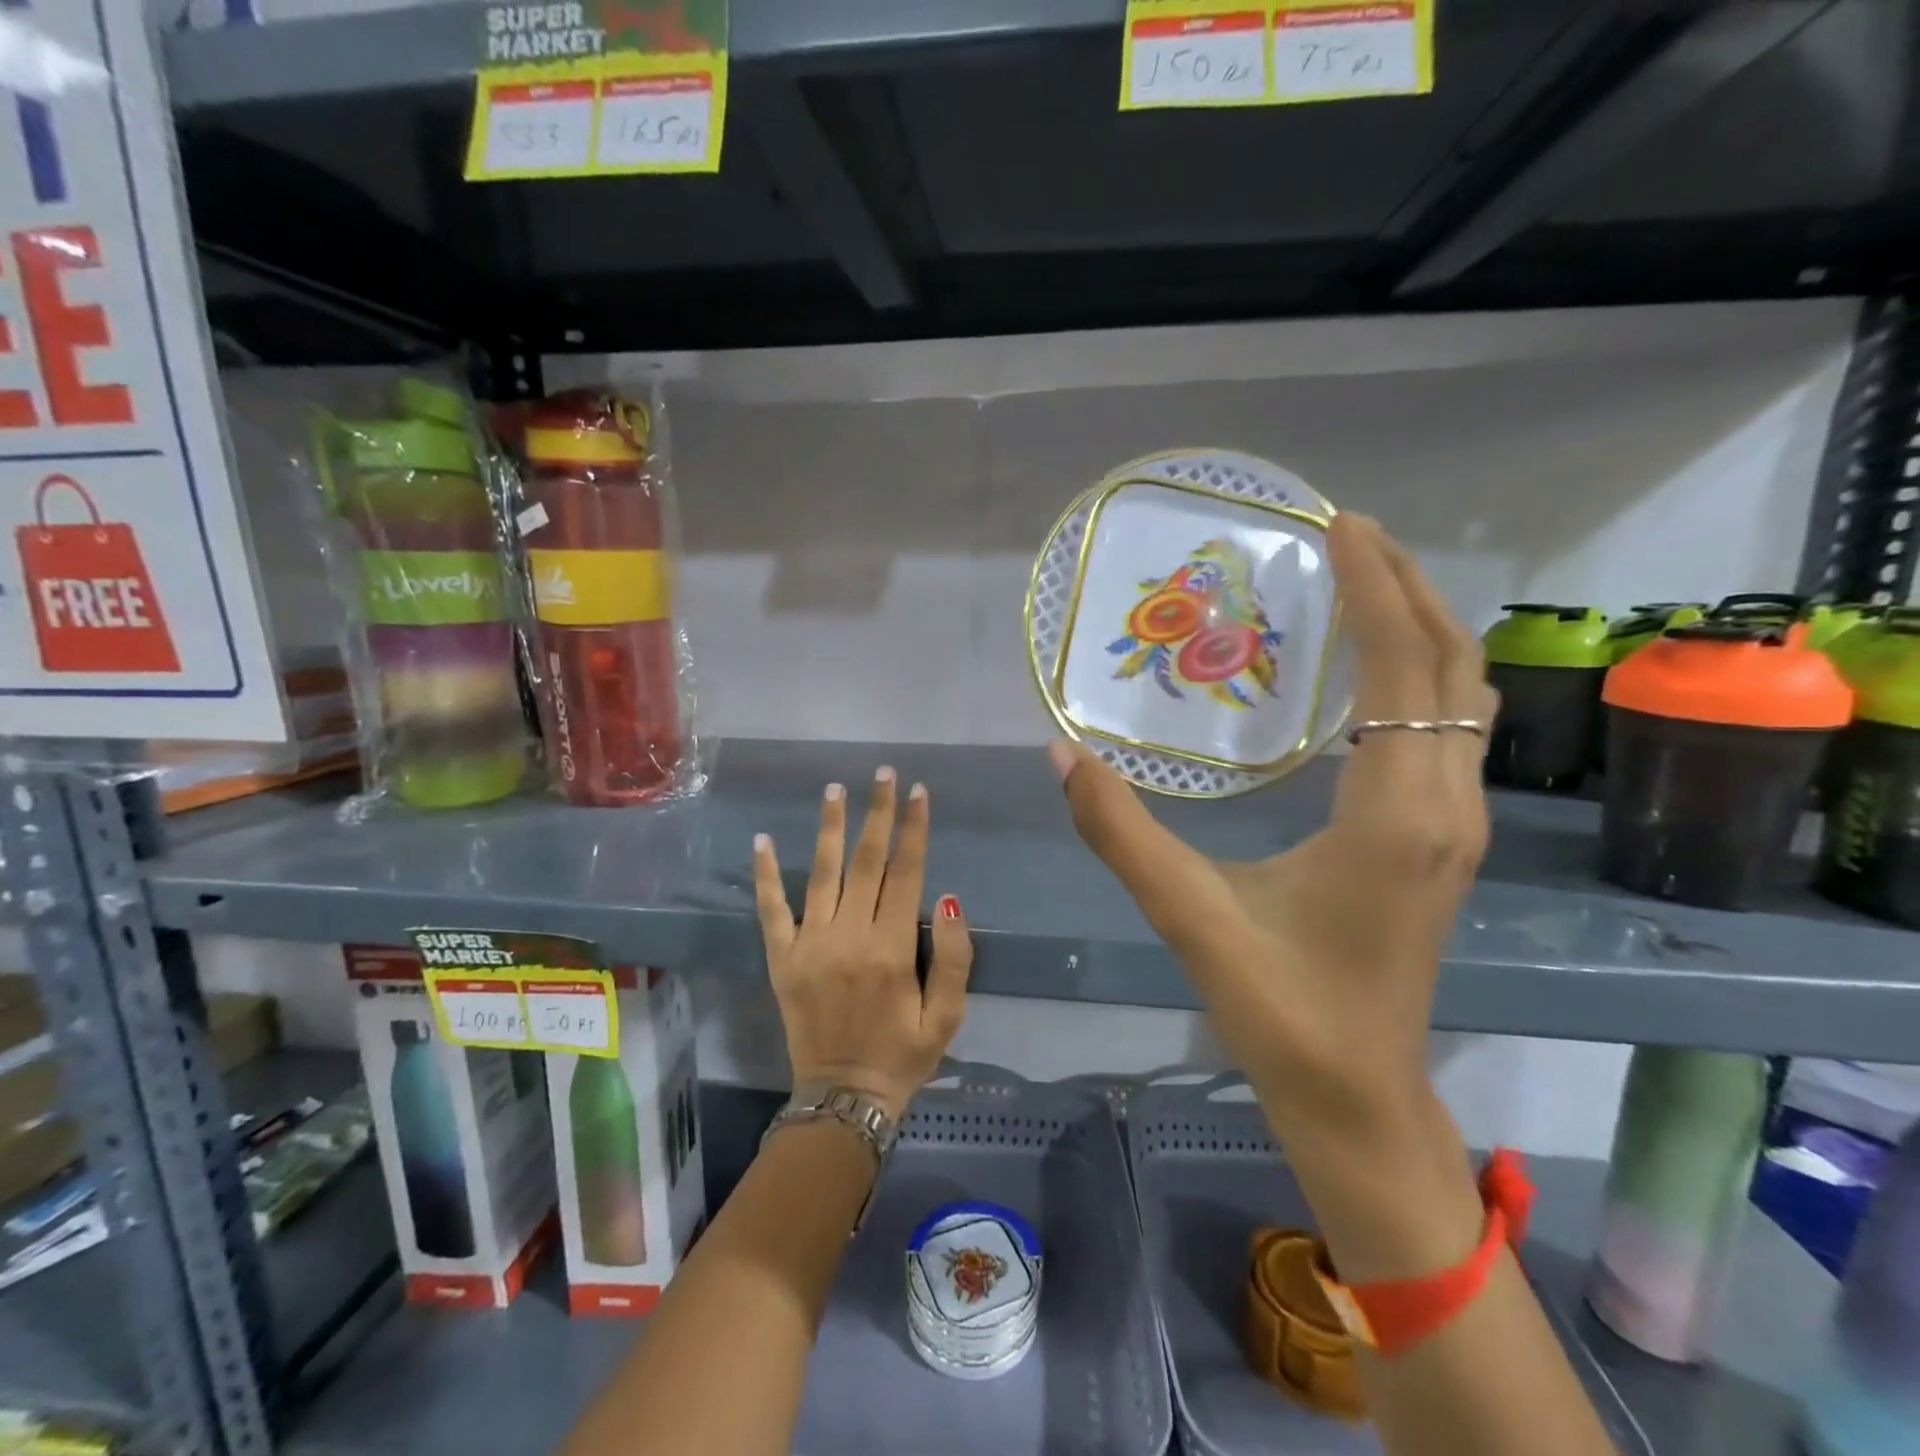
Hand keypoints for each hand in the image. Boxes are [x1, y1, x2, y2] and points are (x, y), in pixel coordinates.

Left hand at [753, 767, 973, 1121]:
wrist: (843, 1099)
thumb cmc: (903, 1054)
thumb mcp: (947, 1016)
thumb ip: (954, 958)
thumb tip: (950, 900)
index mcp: (892, 948)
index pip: (906, 872)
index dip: (914, 829)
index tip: (918, 792)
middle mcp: (849, 936)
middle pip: (867, 861)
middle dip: (877, 813)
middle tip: (883, 773)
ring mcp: (810, 944)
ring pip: (822, 874)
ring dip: (831, 829)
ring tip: (835, 790)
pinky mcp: (782, 959)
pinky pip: (772, 910)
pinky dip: (766, 875)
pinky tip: (762, 840)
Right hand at [1050, 514, 1496, 1141]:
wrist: (1356, 1095)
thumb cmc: (1280, 1007)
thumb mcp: (1189, 912)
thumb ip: (1119, 829)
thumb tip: (1061, 752)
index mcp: (1394, 812)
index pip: (1403, 668)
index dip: (1376, 588)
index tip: (1341, 525)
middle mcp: (1444, 803)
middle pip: (1452, 665)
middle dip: (1407, 586)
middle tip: (1347, 534)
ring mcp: (1454, 823)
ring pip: (1463, 696)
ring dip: (1420, 628)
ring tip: (1359, 583)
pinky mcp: (1442, 840)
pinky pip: (1450, 729)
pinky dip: (1419, 677)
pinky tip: (1365, 674)